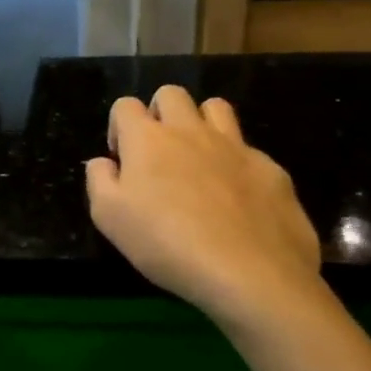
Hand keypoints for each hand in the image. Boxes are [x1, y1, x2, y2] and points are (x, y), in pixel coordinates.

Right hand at [85, 87, 324, 329]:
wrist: (250, 275)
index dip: (119, 127)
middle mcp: (190, 130)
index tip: (123, 160)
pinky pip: (250, 151)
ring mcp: (236, 147)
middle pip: (171, 94)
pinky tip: (239, 200)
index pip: (125, 105)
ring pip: (216, 108)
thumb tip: (103, 162)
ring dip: (202, 123)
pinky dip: (238, 166)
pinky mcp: (272, 170)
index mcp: (148, 139)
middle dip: (160, 113)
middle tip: (159, 153)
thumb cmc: (166, 244)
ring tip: (200, 160)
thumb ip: (99, 180)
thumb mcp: (109, 218)